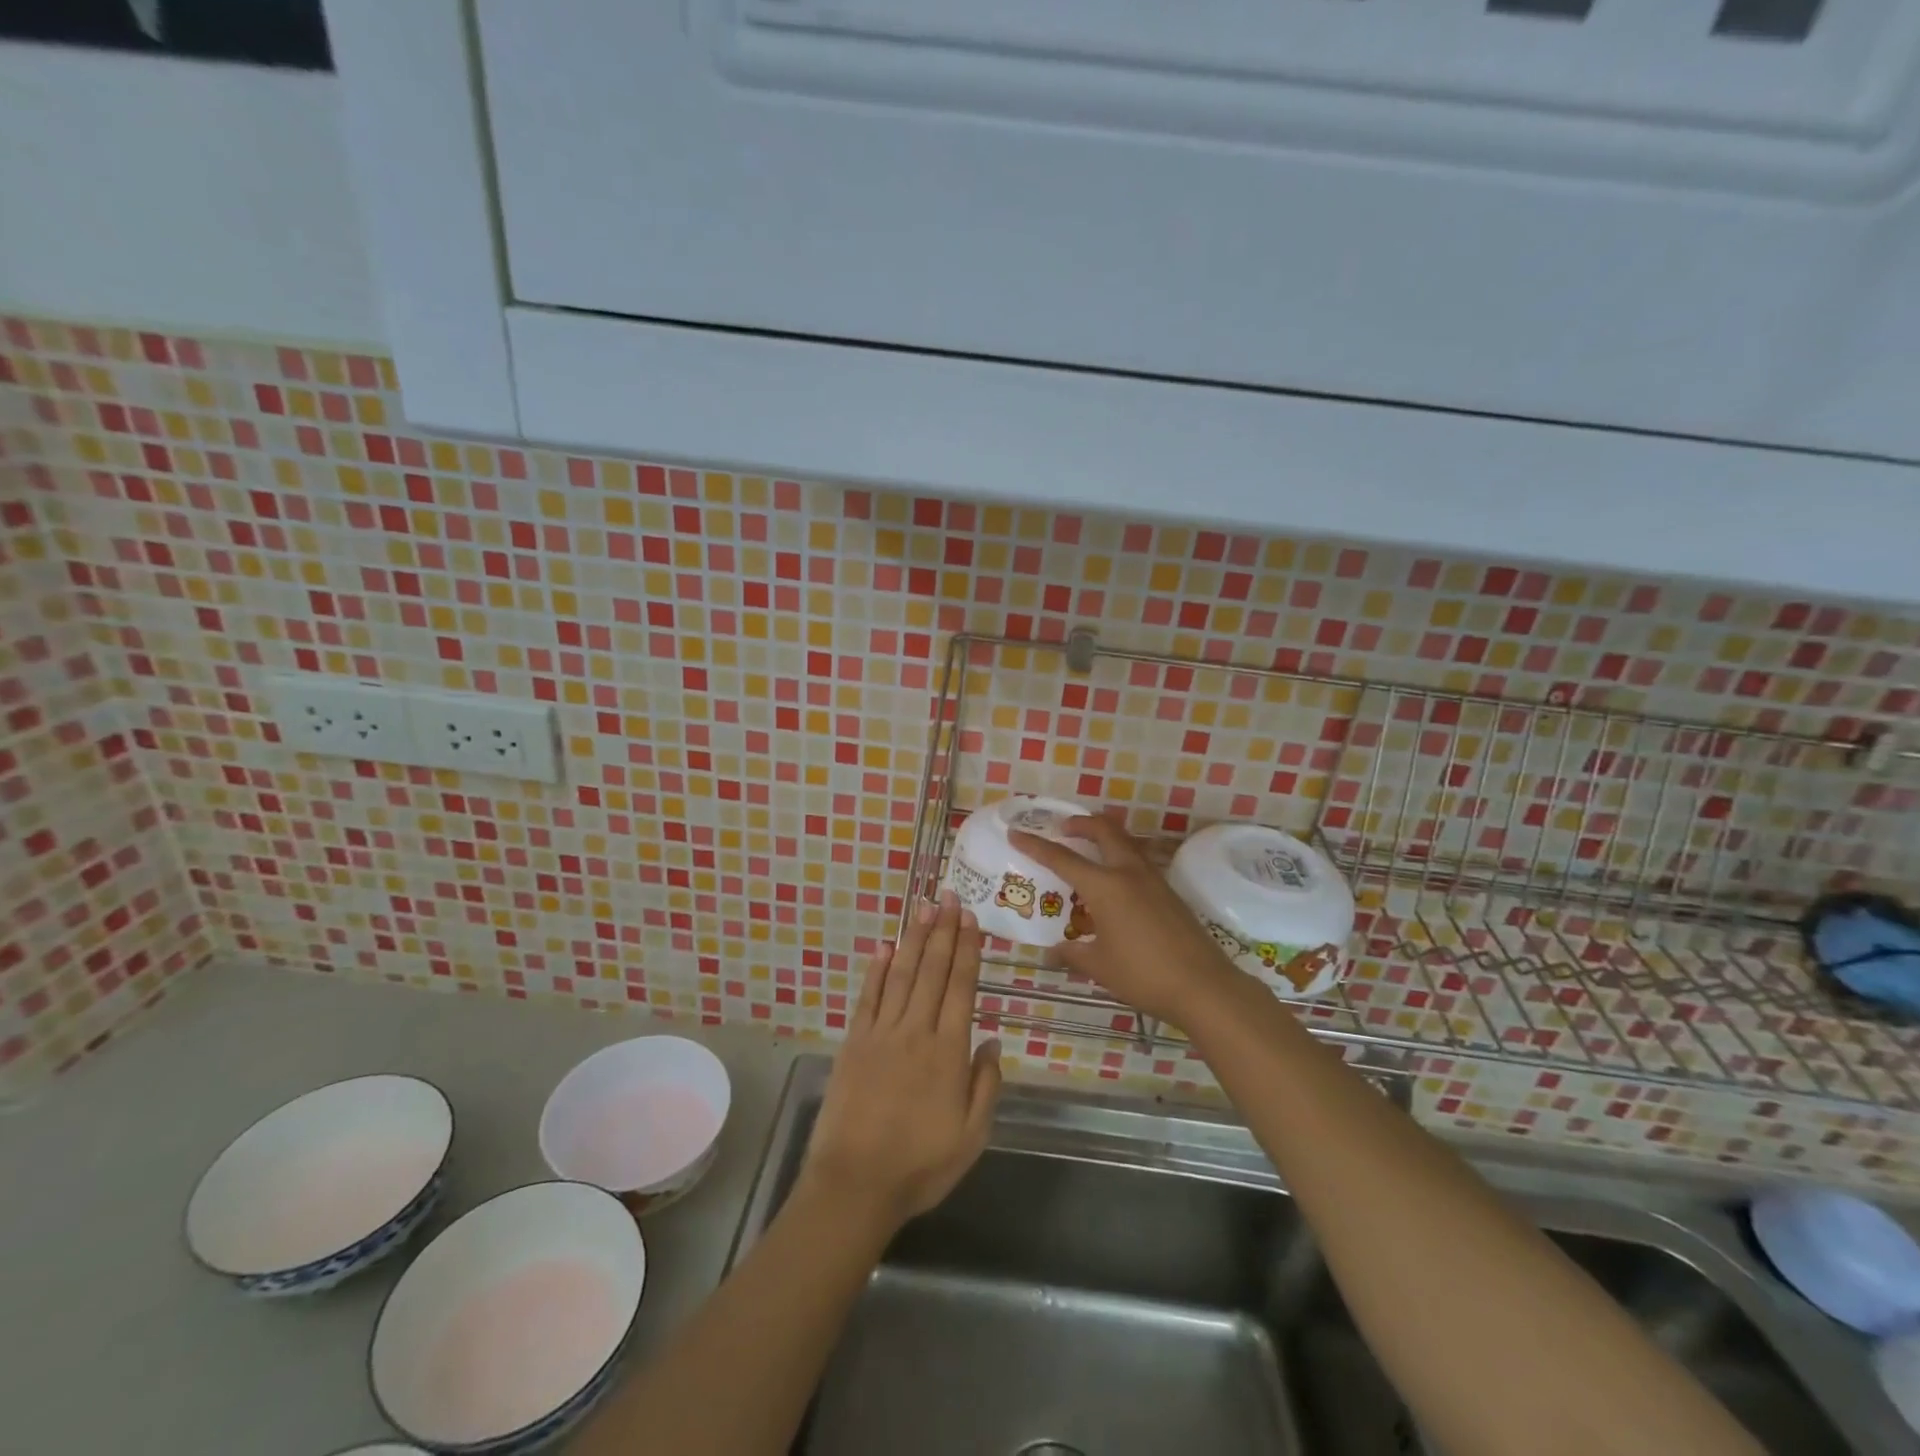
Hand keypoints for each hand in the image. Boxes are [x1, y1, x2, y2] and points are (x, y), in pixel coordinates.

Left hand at [800, 891, 1002, 1234]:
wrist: (854, 1184)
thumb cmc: (920, 1165)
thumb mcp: (972, 1136)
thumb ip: (985, 1085)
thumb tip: (990, 1039)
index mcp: (948, 1052)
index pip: (961, 987)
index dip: (967, 950)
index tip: (970, 919)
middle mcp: (916, 1031)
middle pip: (932, 970)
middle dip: (943, 931)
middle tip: (950, 896)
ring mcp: (881, 1033)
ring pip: (902, 974)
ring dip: (914, 939)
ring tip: (923, 907)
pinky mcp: (854, 1042)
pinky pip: (868, 997)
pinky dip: (877, 970)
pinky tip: (885, 947)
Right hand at [1010, 815, 1240, 1025]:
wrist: (1204, 987)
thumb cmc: (1144, 975)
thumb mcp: (1100, 966)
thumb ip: (1073, 954)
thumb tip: (1054, 951)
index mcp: (1105, 886)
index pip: (1062, 858)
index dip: (1036, 845)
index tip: (1016, 833)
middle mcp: (1129, 873)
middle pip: (1104, 831)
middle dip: (1081, 824)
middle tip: (1063, 829)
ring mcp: (1154, 880)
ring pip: (1125, 843)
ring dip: (1104, 838)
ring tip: (1088, 850)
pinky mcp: (1169, 893)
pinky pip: (1138, 862)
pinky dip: (1120, 858)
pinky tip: (1115, 885)